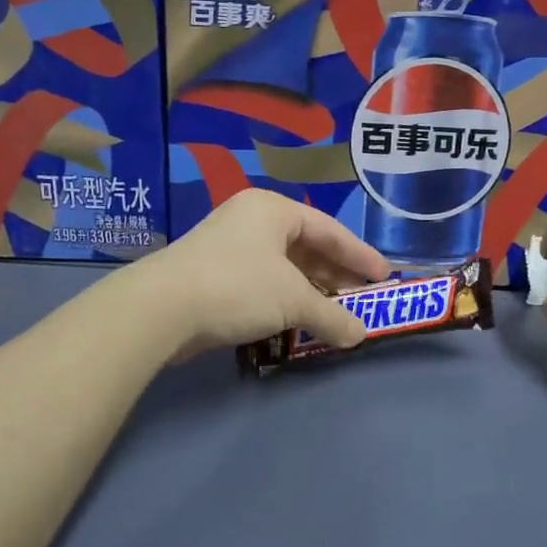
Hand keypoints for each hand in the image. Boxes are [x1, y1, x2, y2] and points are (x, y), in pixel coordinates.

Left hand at [133, 191, 389, 361]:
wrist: (161, 309)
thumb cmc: (238, 287)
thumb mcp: (294, 300)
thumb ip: (332, 316)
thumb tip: (360, 336)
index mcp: (273, 210)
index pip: (329, 229)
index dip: (360, 255)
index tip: (384, 277)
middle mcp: (252, 220)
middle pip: (307, 247)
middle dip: (336, 275)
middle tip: (363, 298)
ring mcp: (230, 246)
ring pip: (284, 267)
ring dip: (312, 291)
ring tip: (336, 313)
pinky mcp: (214, 274)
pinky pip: (264, 282)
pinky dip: (286, 299)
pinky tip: (300, 320)